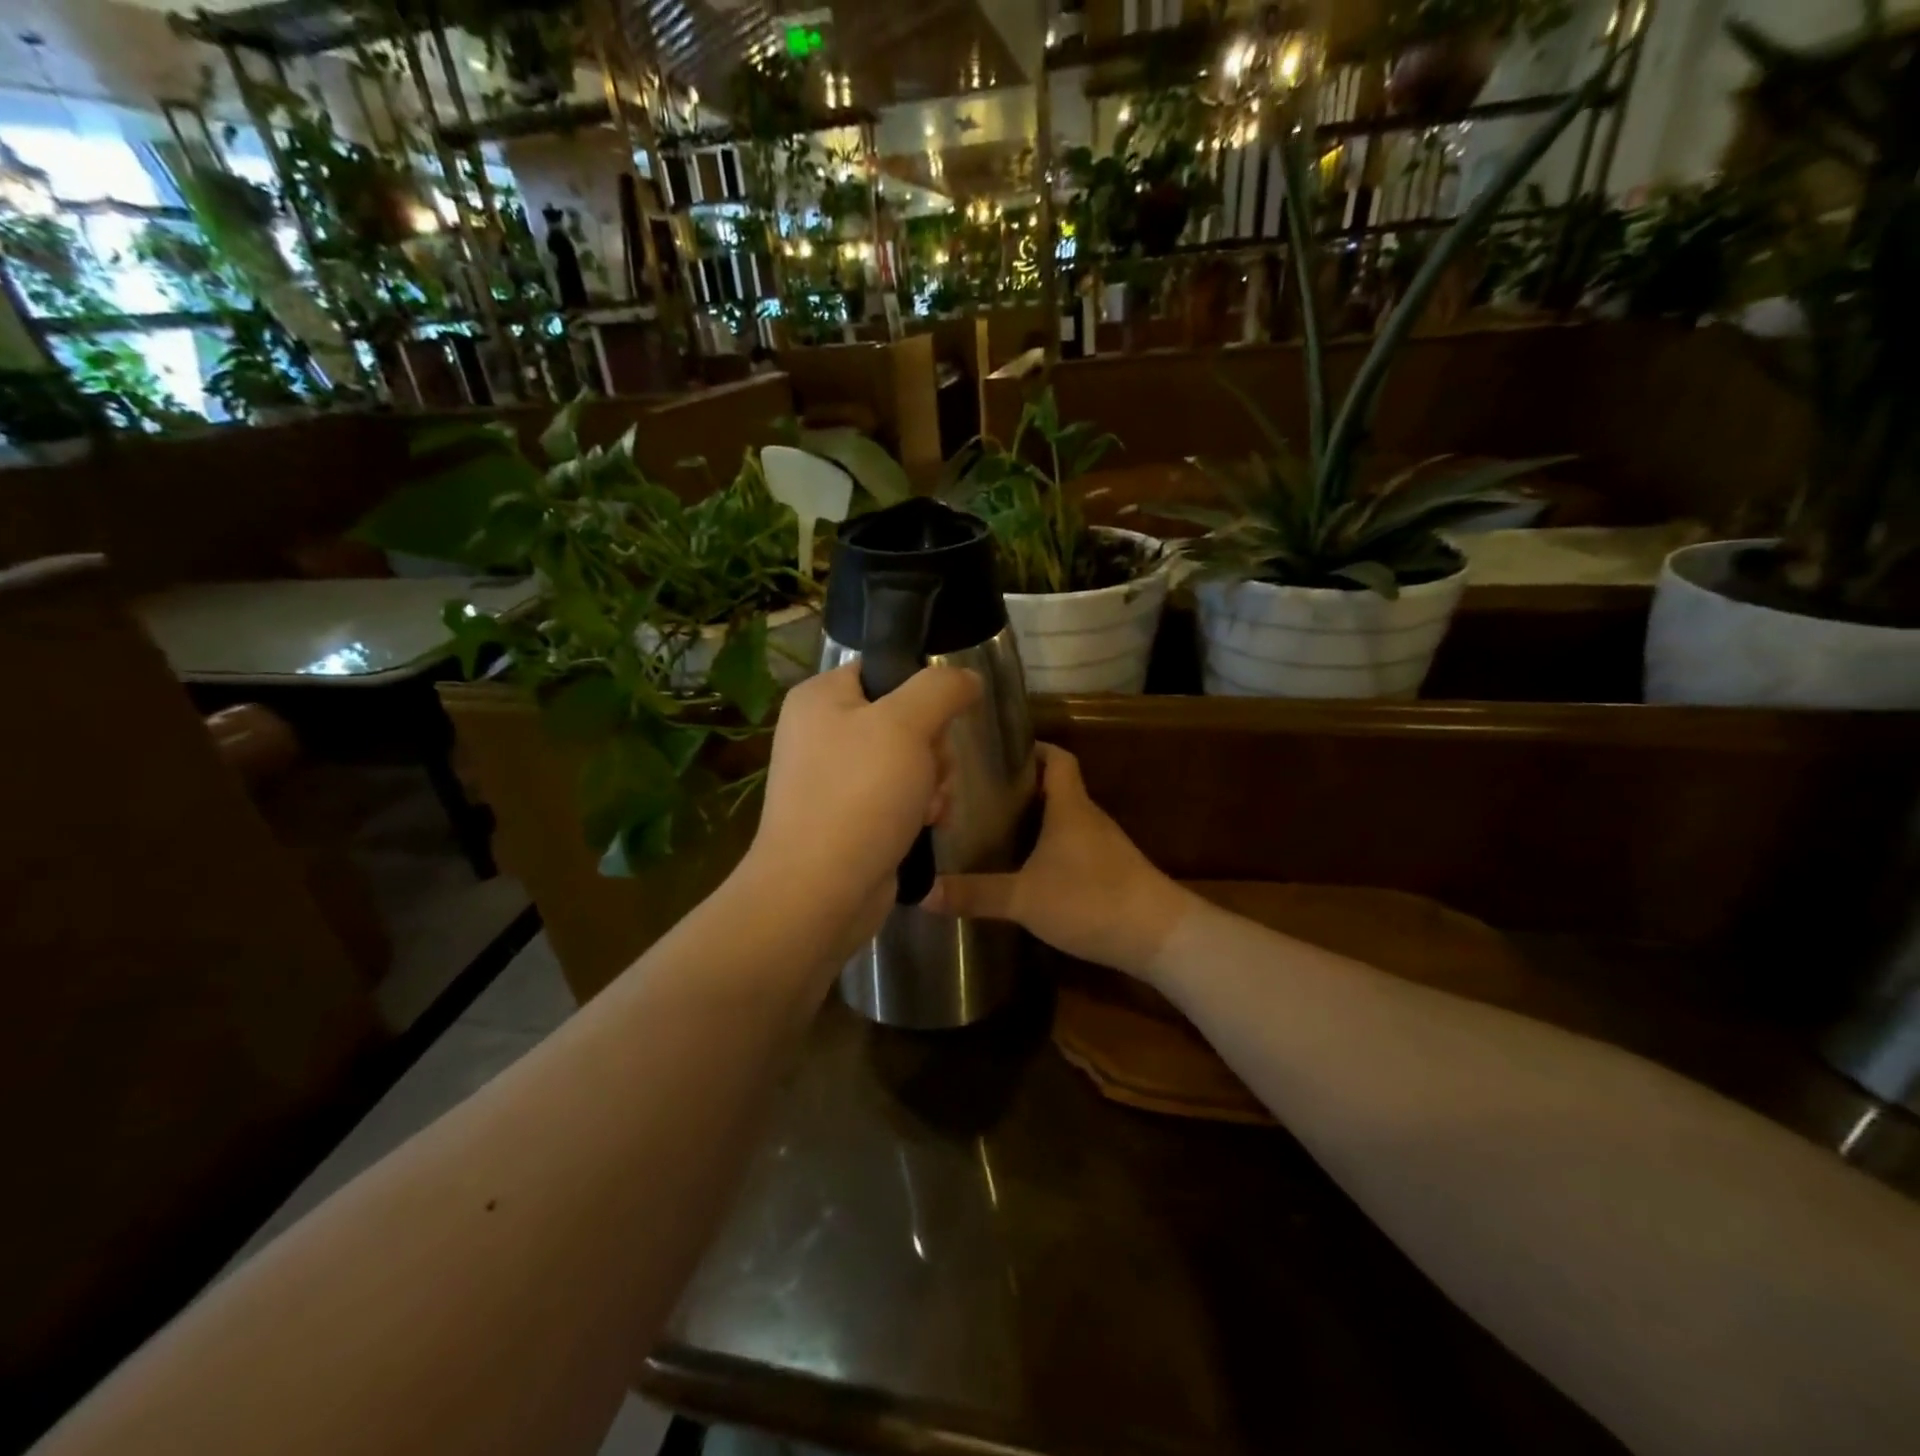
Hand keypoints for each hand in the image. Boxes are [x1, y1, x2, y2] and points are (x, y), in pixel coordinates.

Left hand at [744, 662, 980, 949]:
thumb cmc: (859, 795)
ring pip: (910, 761)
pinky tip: (927, 825)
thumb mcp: (906, 725)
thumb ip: (941, 689)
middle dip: (933, 750)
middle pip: (905, 720)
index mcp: (821, 698)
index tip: (939, 721)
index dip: (921, 693)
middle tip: (931, 772)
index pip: (884, 671)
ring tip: (929, 808)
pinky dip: (919, 809)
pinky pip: (900, 797)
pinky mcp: (851, 817)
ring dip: (933, 783)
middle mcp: (823, 733)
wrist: (820, 892)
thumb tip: (968, 678)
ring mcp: (836, 779)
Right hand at [924, 744, 1195, 979]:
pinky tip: (1027, 867)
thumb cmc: (1090, 900)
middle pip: (1056, 787)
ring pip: (1064, 818)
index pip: (1056, 757)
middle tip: (979, 793)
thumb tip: (920, 892)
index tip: (997, 752)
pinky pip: (1073, 845)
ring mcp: (1103, 845)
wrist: (1159, 936)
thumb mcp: (1024, 898)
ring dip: (1035, 819)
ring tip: (994, 827)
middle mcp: (1088, 817)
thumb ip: (975, 894)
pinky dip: (1049, 846)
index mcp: (1069, 807)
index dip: (1032, 748)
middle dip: (1020, 786)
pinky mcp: (1111, 871)